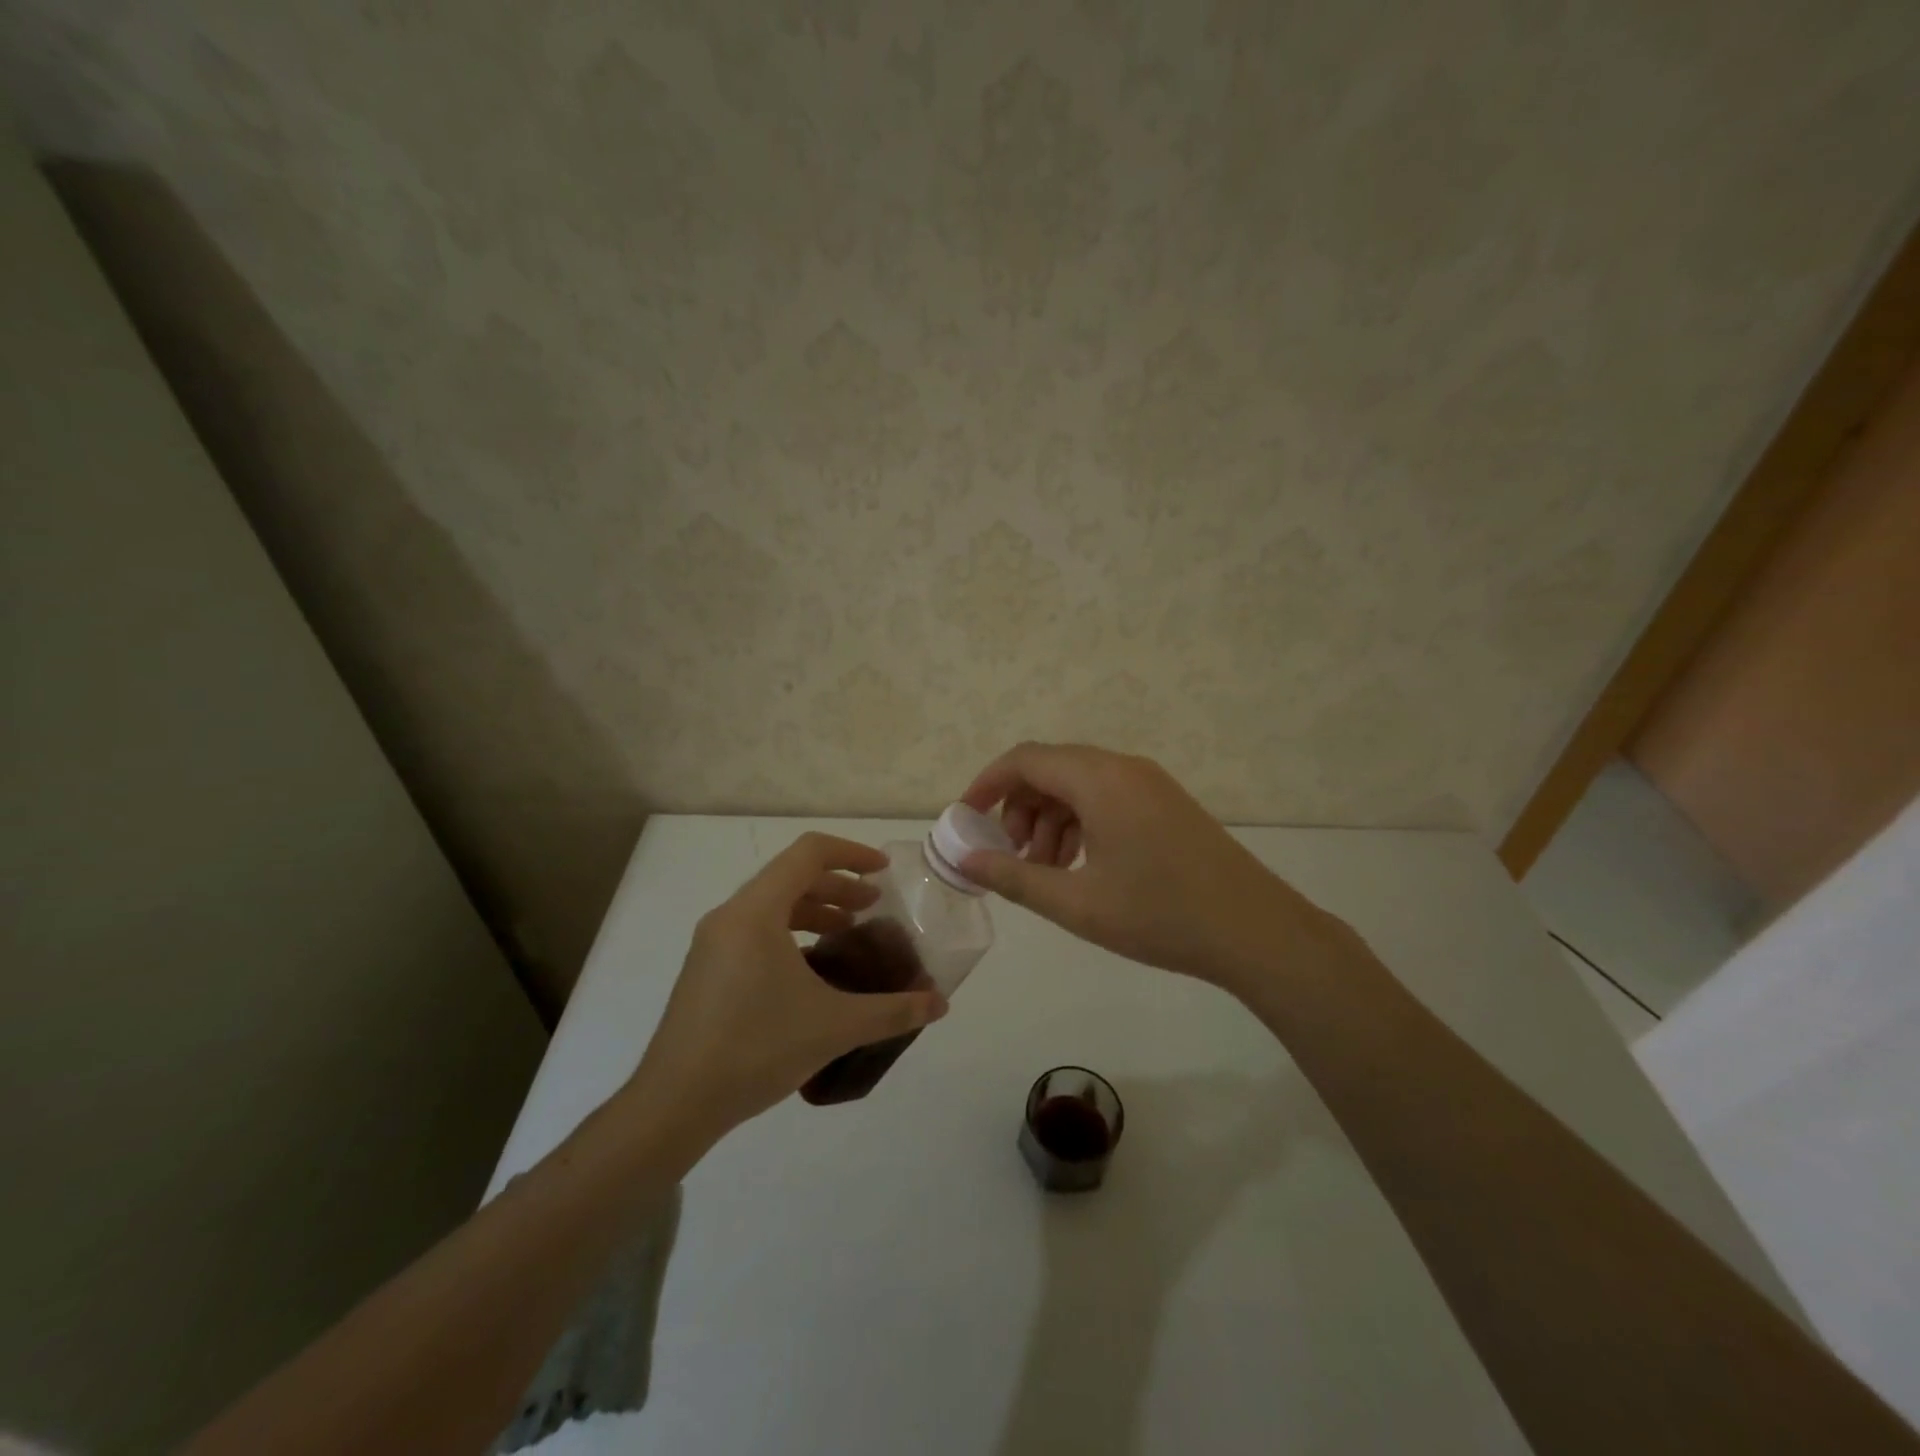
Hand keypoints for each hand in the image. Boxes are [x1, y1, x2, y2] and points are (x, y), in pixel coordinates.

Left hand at [625, 832, 948, 1136]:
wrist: (674, 1104)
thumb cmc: (756, 1049)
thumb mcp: (834, 1026)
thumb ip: (892, 1011)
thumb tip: (940, 1005)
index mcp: (756, 912)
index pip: (808, 853)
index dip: (851, 853)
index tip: (883, 872)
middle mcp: (731, 915)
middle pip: (791, 876)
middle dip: (838, 886)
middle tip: (874, 908)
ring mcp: (713, 943)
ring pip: (772, 904)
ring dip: (814, 909)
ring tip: (848, 935)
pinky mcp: (707, 969)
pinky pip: (756, 930)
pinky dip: (791, 933)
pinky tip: (813, 971)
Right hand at [960, 743, 1357, 995]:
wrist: (1257, 932)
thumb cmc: (1160, 916)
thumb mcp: (1077, 903)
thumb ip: (1014, 878)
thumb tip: (966, 860)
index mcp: (1099, 780)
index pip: (1025, 759)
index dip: (987, 784)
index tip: (965, 819)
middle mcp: (1123, 768)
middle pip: (1051, 770)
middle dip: (1019, 809)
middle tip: (1010, 857)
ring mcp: (1149, 783)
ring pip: (1078, 785)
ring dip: (1049, 820)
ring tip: (1044, 871)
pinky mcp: (1166, 803)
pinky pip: (1106, 798)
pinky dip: (1080, 824)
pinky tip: (1080, 867)